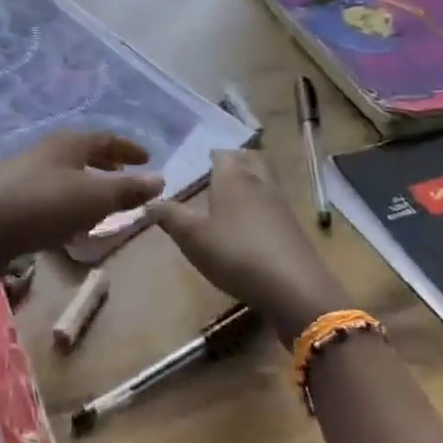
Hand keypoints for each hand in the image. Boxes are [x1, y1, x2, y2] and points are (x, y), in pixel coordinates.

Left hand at [0, 132, 163, 284]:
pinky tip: (64, 223)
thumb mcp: (93, 199)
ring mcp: (19, 174)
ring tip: (98, 202)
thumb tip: (159, 179)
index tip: (147, 158)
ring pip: (61, 173)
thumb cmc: (42, 206)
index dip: (127, 148)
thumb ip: (127, 190)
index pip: (104, 139)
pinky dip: (63, 201)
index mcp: (66, 144)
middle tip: (124, 174)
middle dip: (104, 163)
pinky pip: (44, 194)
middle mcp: (42, 151)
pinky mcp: (4, 199)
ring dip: (83, 183)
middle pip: (80, 152)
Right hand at [147, 150, 347, 344]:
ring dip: (249, 183)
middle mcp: (259, 183)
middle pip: (249, 160)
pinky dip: (259, 207)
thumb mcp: (191, 237)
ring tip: (229, 198)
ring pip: (264, 181)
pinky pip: (273, 205)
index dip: (209, 155)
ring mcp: (280, 205)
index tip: (195, 162)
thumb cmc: (235, 253)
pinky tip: (248, 225)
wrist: (294, 288)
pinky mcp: (293, 229)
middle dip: (234, 161)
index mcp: (233, 177)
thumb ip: (168, 216)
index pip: (221, 153)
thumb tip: (148, 202)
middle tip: (215, 173)